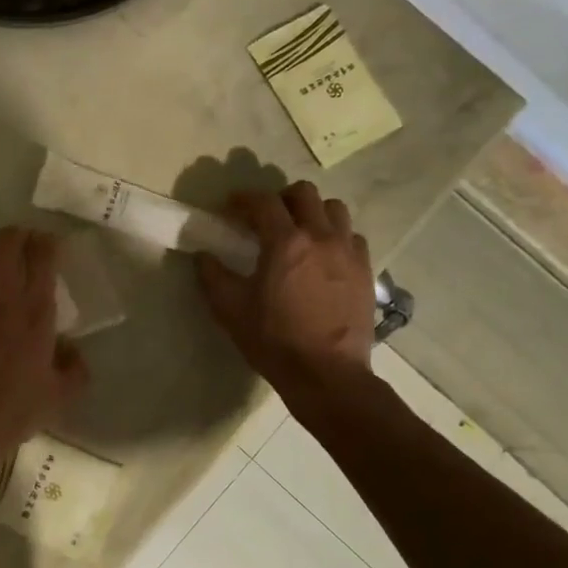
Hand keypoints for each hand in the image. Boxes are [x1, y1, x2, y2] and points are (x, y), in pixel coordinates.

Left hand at [0, 227, 88, 480]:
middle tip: (23, 244)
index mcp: (36, 312)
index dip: (47, 242)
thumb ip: (76, 368)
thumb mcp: (61, 396)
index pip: (43, 257)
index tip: (50, 245)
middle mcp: (2, 297)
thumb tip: (71, 350)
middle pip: (7, 241)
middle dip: (18, 235)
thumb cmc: (15, 412)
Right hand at [197, 182, 375, 387]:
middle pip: (304, 193)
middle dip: (280, 198)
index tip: (230, 207)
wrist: (326, 374)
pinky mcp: (365, 270)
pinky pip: (352, 236)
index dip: (243, 198)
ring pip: (334, 209)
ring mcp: (348, 252)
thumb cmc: (273, 340)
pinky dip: (335, 235)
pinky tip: (323, 255)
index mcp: (285, 242)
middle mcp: (320, 237)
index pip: (263, 202)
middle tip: (265, 216)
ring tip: (298, 231)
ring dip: (312, 211)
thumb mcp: (230, 309)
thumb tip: (202, 255)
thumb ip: (212, 276)